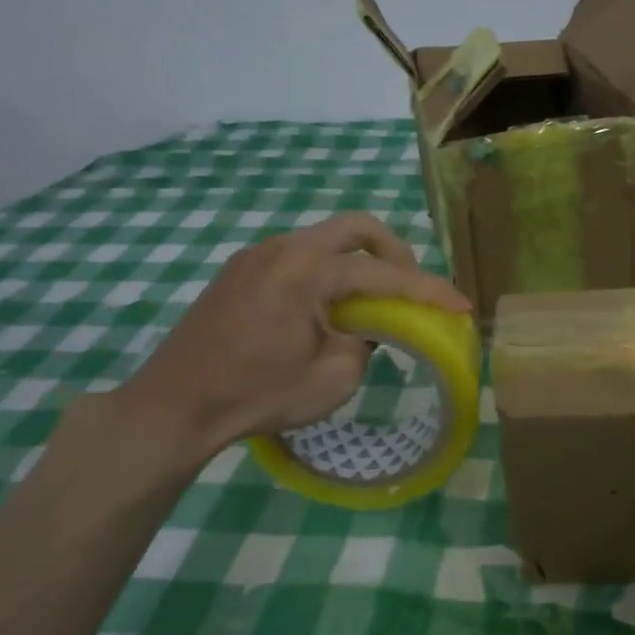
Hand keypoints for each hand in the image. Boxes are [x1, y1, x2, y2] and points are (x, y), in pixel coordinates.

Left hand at [114, 213, 469, 465]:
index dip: (430, 290)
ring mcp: (256, 256)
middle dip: (394, 251)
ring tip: (368, 304)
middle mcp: (283, 249)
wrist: (172, 406)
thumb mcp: (332, 380)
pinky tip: (324, 310)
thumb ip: (365, 345)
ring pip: (325, 240)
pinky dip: (326, 273)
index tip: (462, 305)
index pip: (385, 273)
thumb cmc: (254, 396)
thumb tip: (365, 330)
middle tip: (408, 286)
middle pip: (356, 228)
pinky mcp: (240, 272)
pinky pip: (298, 257)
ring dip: (357, 263)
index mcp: (307, 271)